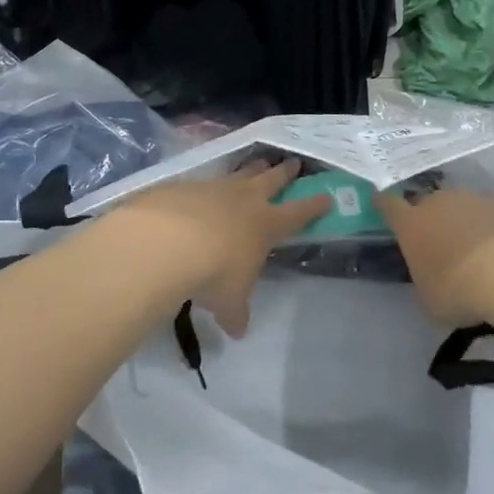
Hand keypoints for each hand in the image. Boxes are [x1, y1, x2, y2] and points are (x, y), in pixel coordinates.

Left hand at [107, 159, 330, 335]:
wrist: (166, 242)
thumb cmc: (213, 272)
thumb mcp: (229, 301)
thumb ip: (236, 313)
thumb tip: (237, 331)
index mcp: (266, 224)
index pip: (299, 213)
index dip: (315, 206)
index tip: (327, 197)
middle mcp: (245, 199)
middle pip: (272, 179)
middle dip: (286, 172)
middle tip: (294, 162)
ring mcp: (215, 187)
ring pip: (241, 172)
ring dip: (251, 168)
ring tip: (258, 163)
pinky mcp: (185, 185)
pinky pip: (203, 181)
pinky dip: (208, 186)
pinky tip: (202, 192)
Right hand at [375, 187, 493, 324]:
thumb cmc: (459, 289)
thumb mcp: (429, 298)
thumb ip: (425, 280)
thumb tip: (432, 276)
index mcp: (412, 223)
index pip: (388, 205)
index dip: (383, 204)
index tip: (380, 203)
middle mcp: (440, 202)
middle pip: (428, 203)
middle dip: (430, 218)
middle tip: (438, 241)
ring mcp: (475, 199)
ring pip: (462, 206)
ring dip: (464, 222)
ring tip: (476, 250)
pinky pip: (492, 215)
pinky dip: (493, 228)